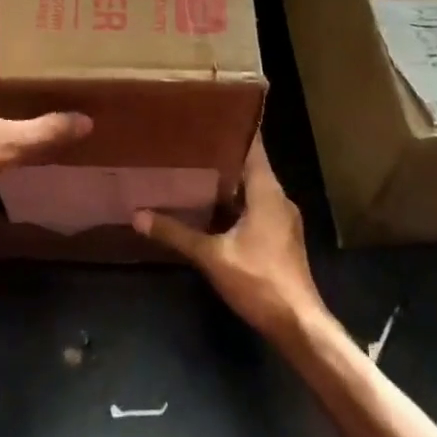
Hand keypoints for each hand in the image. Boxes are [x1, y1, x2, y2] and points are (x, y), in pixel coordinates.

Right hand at [134, 139, 324, 339]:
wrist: (298, 325)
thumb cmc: (259, 281)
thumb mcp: (212, 257)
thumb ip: (176, 233)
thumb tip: (137, 215)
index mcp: (268, 192)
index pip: (253, 147)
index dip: (234, 128)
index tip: (211, 112)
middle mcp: (279, 199)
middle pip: (251, 166)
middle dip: (223, 154)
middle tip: (191, 140)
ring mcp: (282, 220)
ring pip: (253, 189)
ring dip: (228, 180)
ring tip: (194, 168)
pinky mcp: (280, 238)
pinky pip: (256, 207)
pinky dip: (235, 202)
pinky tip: (211, 208)